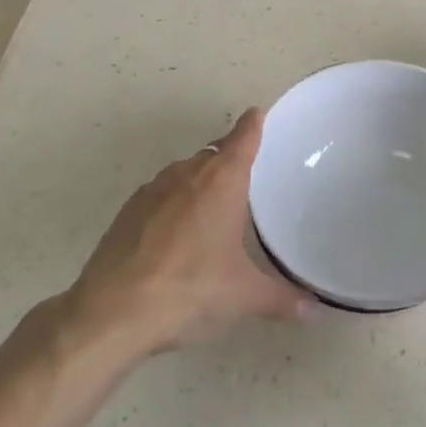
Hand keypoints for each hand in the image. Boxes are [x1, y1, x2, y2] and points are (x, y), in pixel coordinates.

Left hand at [65, 108, 312, 355]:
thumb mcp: (243, 297)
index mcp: (222, 181)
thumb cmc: (189, 290)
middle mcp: (187, 174)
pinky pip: (160, 194)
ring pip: (184, 172)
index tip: (258, 114)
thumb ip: (282, 299)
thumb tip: (314, 309)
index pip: (243, 138)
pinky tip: (176, 234)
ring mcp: (152, 190)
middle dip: (229, 157)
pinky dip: (173, 203)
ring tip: (213, 208)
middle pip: (213, 152)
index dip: (253, 125)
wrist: (111, 312)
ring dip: (200, 181)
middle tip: (247, 175)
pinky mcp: (127, 211)